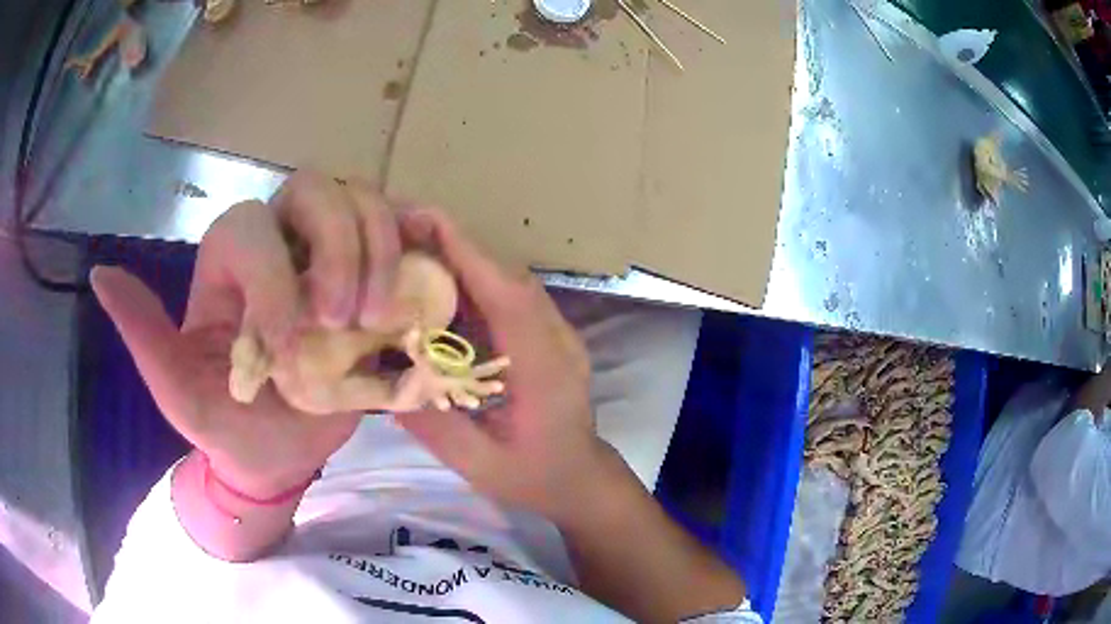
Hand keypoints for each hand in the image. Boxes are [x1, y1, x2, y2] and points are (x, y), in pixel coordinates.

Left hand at [92, 171, 402, 496]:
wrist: (279, 451)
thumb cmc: (230, 426)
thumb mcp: (179, 393)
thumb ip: (143, 336)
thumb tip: (100, 275)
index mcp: (229, 262)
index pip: (249, 228)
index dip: (270, 275)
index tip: (285, 346)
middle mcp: (279, 240)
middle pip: (313, 188)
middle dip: (334, 245)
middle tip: (342, 316)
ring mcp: (329, 252)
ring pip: (361, 198)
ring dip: (377, 249)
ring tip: (375, 318)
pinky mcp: (370, 272)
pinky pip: (400, 230)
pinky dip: (410, 247)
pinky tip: (411, 291)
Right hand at [393, 209, 611, 522]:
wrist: (580, 478)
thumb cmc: (535, 477)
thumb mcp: (480, 465)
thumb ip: (435, 427)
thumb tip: (382, 384)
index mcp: (545, 368)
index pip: (509, 297)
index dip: (469, 254)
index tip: (426, 221)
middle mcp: (555, 338)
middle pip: (507, 277)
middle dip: (458, 246)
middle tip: (404, 227)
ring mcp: (555, 333)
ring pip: (508, 282)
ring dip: (464, 260)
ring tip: (413, 247)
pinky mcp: (545, 335)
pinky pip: (508, 298)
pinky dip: (473, 283)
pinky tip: (438, 286)